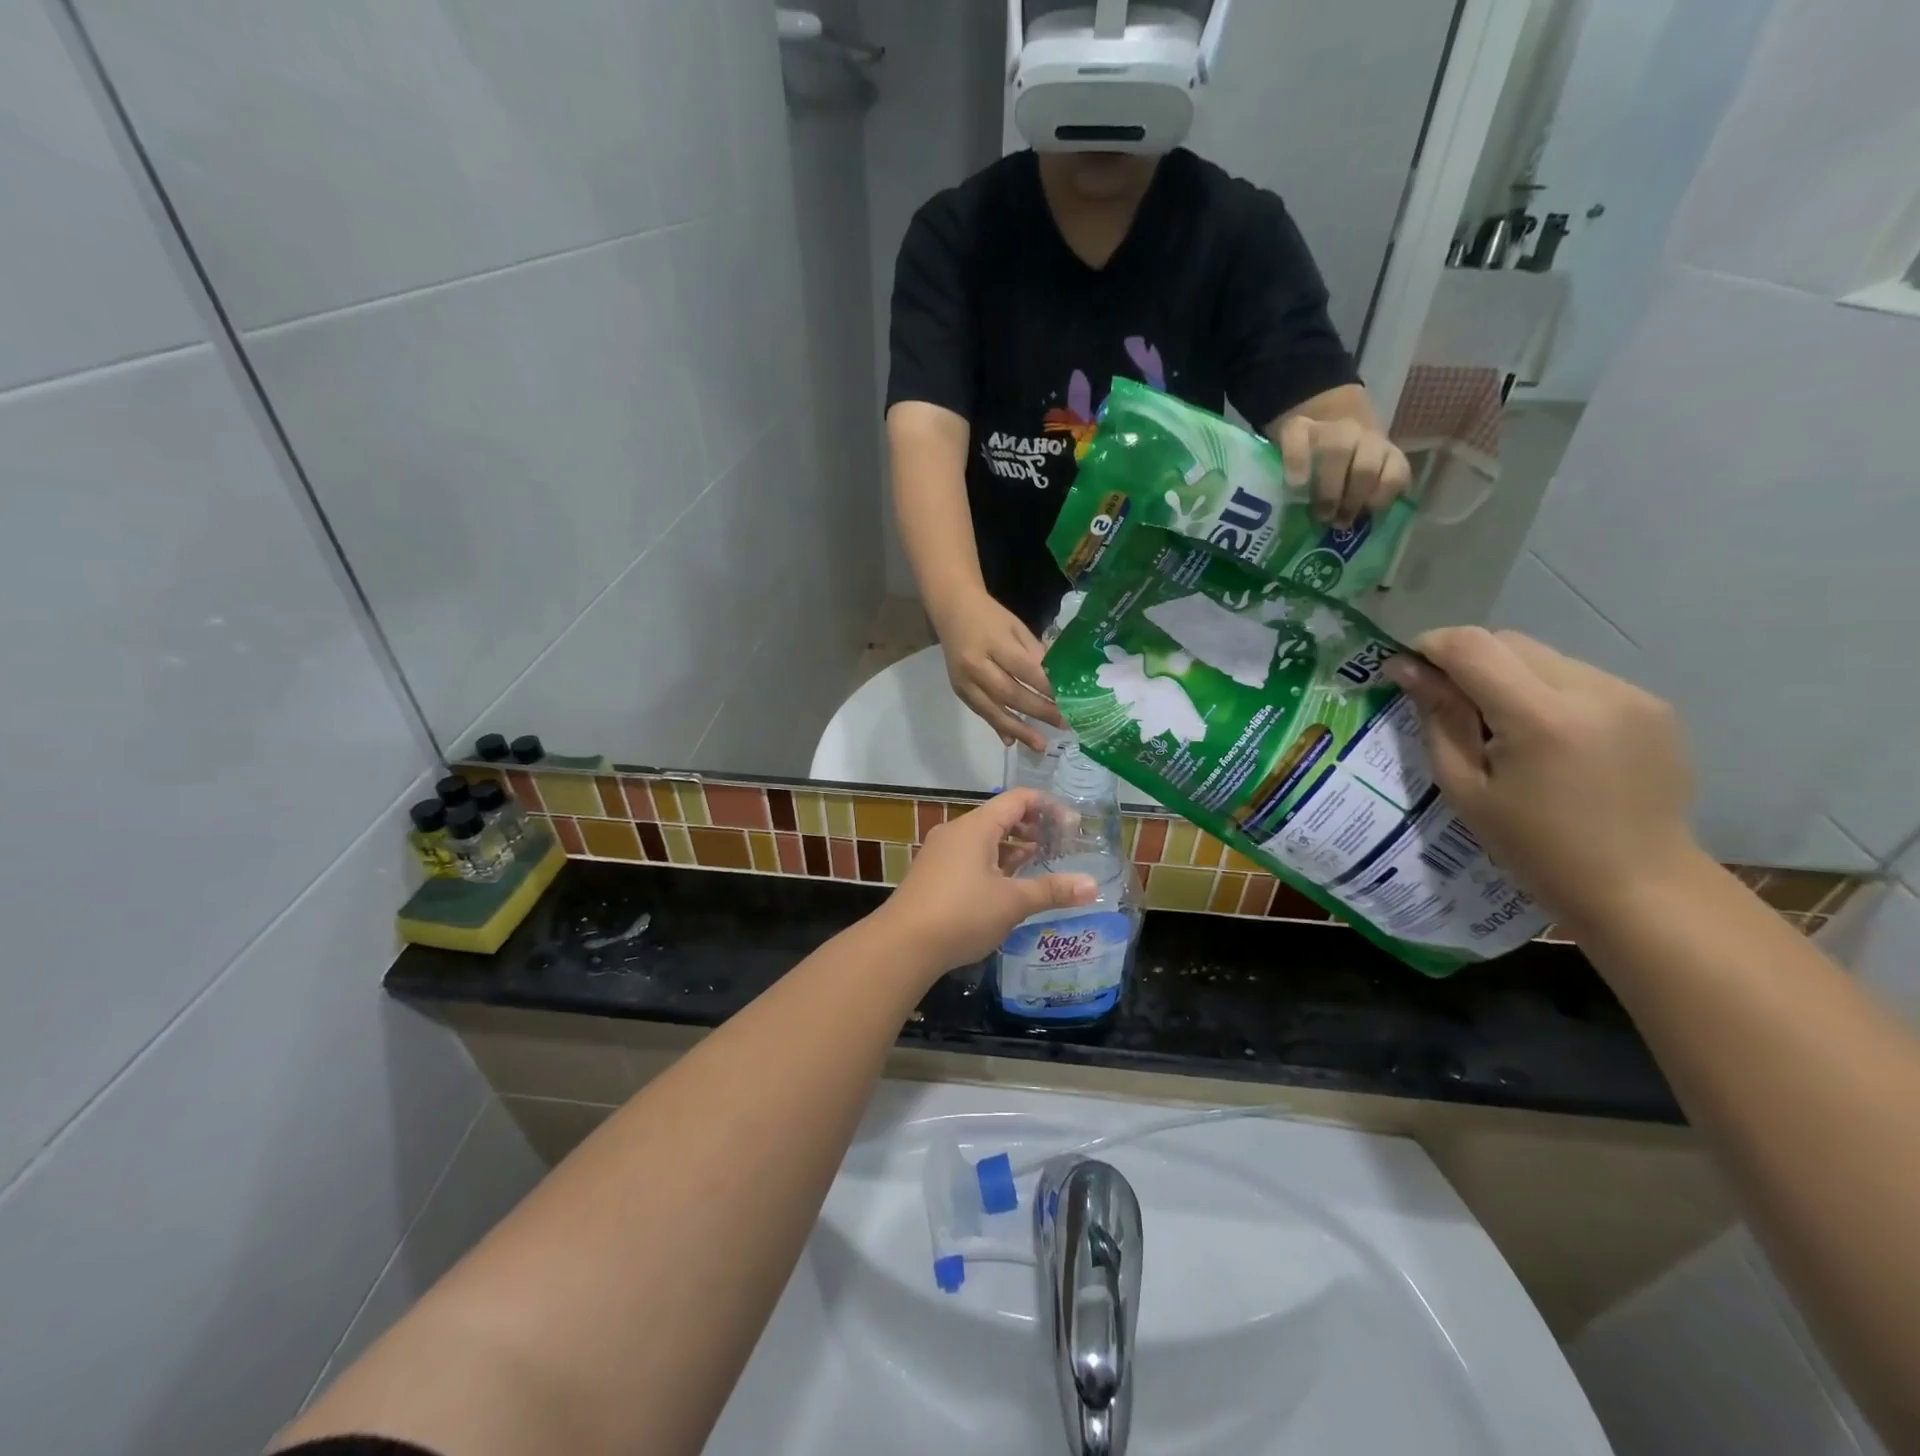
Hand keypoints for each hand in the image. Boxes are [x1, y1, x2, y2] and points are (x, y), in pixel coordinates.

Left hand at [873, 788, 1096, 974]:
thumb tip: (1093, 886)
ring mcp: (941, 852)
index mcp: (976, 827)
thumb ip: (1052, 890)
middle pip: (1001, 817)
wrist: (902, 945)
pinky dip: (994, 863)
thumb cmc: (961, 914)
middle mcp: (957, 831)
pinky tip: (1008, 887)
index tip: (1072, 826)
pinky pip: (970, 857)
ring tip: (1040, 865)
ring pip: (985, 840)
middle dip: (1033, 828)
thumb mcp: (1012, 902)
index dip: (1048, 807)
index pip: (1018, 799)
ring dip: (1013, 848)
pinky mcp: (933, 874)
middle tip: (1060, 846)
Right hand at [932, 590, 1063, 750]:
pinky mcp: (959, 691)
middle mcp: (976, 664)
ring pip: (993, 710)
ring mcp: (964, 681)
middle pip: (1010, 693)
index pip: (1024, 669)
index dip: (1046, 687)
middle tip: (1064, 724)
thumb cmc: (990, 616)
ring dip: (1019, 729)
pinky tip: (1012, 740)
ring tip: (1040, 745)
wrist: (951, 609)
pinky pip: (981, 712)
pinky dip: (997, 726)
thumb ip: (1034, 654)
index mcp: (993, 641)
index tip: (1069, 701)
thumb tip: (1055, 683)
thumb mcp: (1016, 627)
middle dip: (1039, 711)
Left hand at [1277, 414, 1412, 529]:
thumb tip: (1272, 513)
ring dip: (1355, 498)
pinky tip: (1369, 513)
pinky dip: (1384, 497)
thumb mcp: (1284, 464)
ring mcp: (1370, 440)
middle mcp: (1341, 430)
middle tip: (1323, 517)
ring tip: (1344, 521)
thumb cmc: (1307, 463)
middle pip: (1337, 451)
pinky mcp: (1395, 456)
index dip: (1295, 459)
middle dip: (1329, 491)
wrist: (1345, 438)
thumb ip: (1277, 481)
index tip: (1294, 485)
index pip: (1295, 434)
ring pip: (1367, 465)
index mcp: (1303, 430)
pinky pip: (1397, 474)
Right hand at [1386, 627, 1700, 928]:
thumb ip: (1439, 718)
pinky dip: (1544, 691)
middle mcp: (1592, 690)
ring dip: (1506, 675)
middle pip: (1508, 642)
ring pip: (1542, 656)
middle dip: (1466, 661)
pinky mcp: (1651, 704)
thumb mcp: (1465, 787)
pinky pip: (1577, 676)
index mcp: (1542, 718)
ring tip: (1498, 726)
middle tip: (1446, 703)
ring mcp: (1630, 694)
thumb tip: (1406, 668)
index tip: (1406, 669)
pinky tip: (1543, 736)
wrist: (1639, 884)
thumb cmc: (1534, 846)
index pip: (1472, 646)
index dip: (1430, 646)